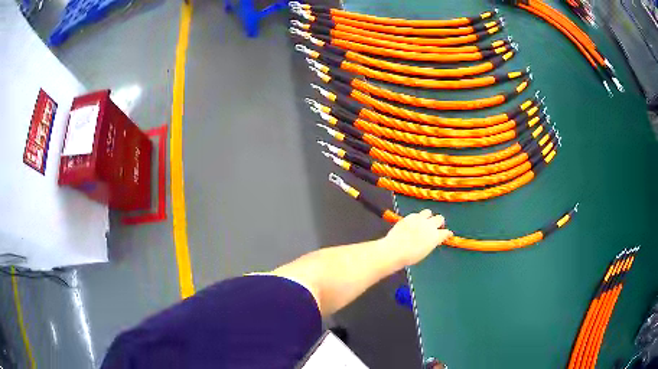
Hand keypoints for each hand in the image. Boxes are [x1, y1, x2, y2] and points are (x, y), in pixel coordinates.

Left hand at [381, 209, 452, 266]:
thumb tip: (432, 240)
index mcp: (435, 236)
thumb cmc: (410, 256)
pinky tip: (413, 223)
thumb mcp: (425, 252)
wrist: (395, 250)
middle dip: (439, 222)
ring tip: (424, 222)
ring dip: (428, 216)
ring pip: (428, 212)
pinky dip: (416, 218)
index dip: (447, 234)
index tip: (446, 235)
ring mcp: (419, 219)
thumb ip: (431, 243)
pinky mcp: (409, 217)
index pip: (446, 232)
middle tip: (436, 227)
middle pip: (440, 218)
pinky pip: (416, 214)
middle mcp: (429, 225)